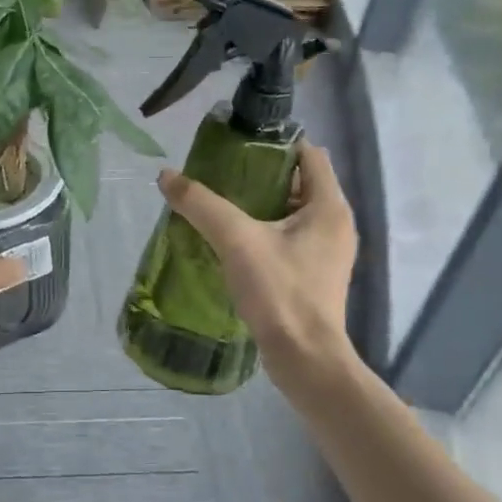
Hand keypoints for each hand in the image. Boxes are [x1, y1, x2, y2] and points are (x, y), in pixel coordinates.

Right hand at [157, 142, 359, 386]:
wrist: (304, 359)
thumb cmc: (280, 292)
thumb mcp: (236, 241)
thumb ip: (201, 204)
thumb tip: (166, 175)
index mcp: (329, 206)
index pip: (308, 153)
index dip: (274, 143)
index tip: (236, 146)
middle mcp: (335, 223)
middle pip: (298, 181)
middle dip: (259, 174)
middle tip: (218, 174)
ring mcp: (327, 251)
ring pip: (291, 212)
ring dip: (258, 205)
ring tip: (217, 205)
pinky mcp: (313, 274)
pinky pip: (288, 238)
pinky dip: (263, 231)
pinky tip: (230, 241)